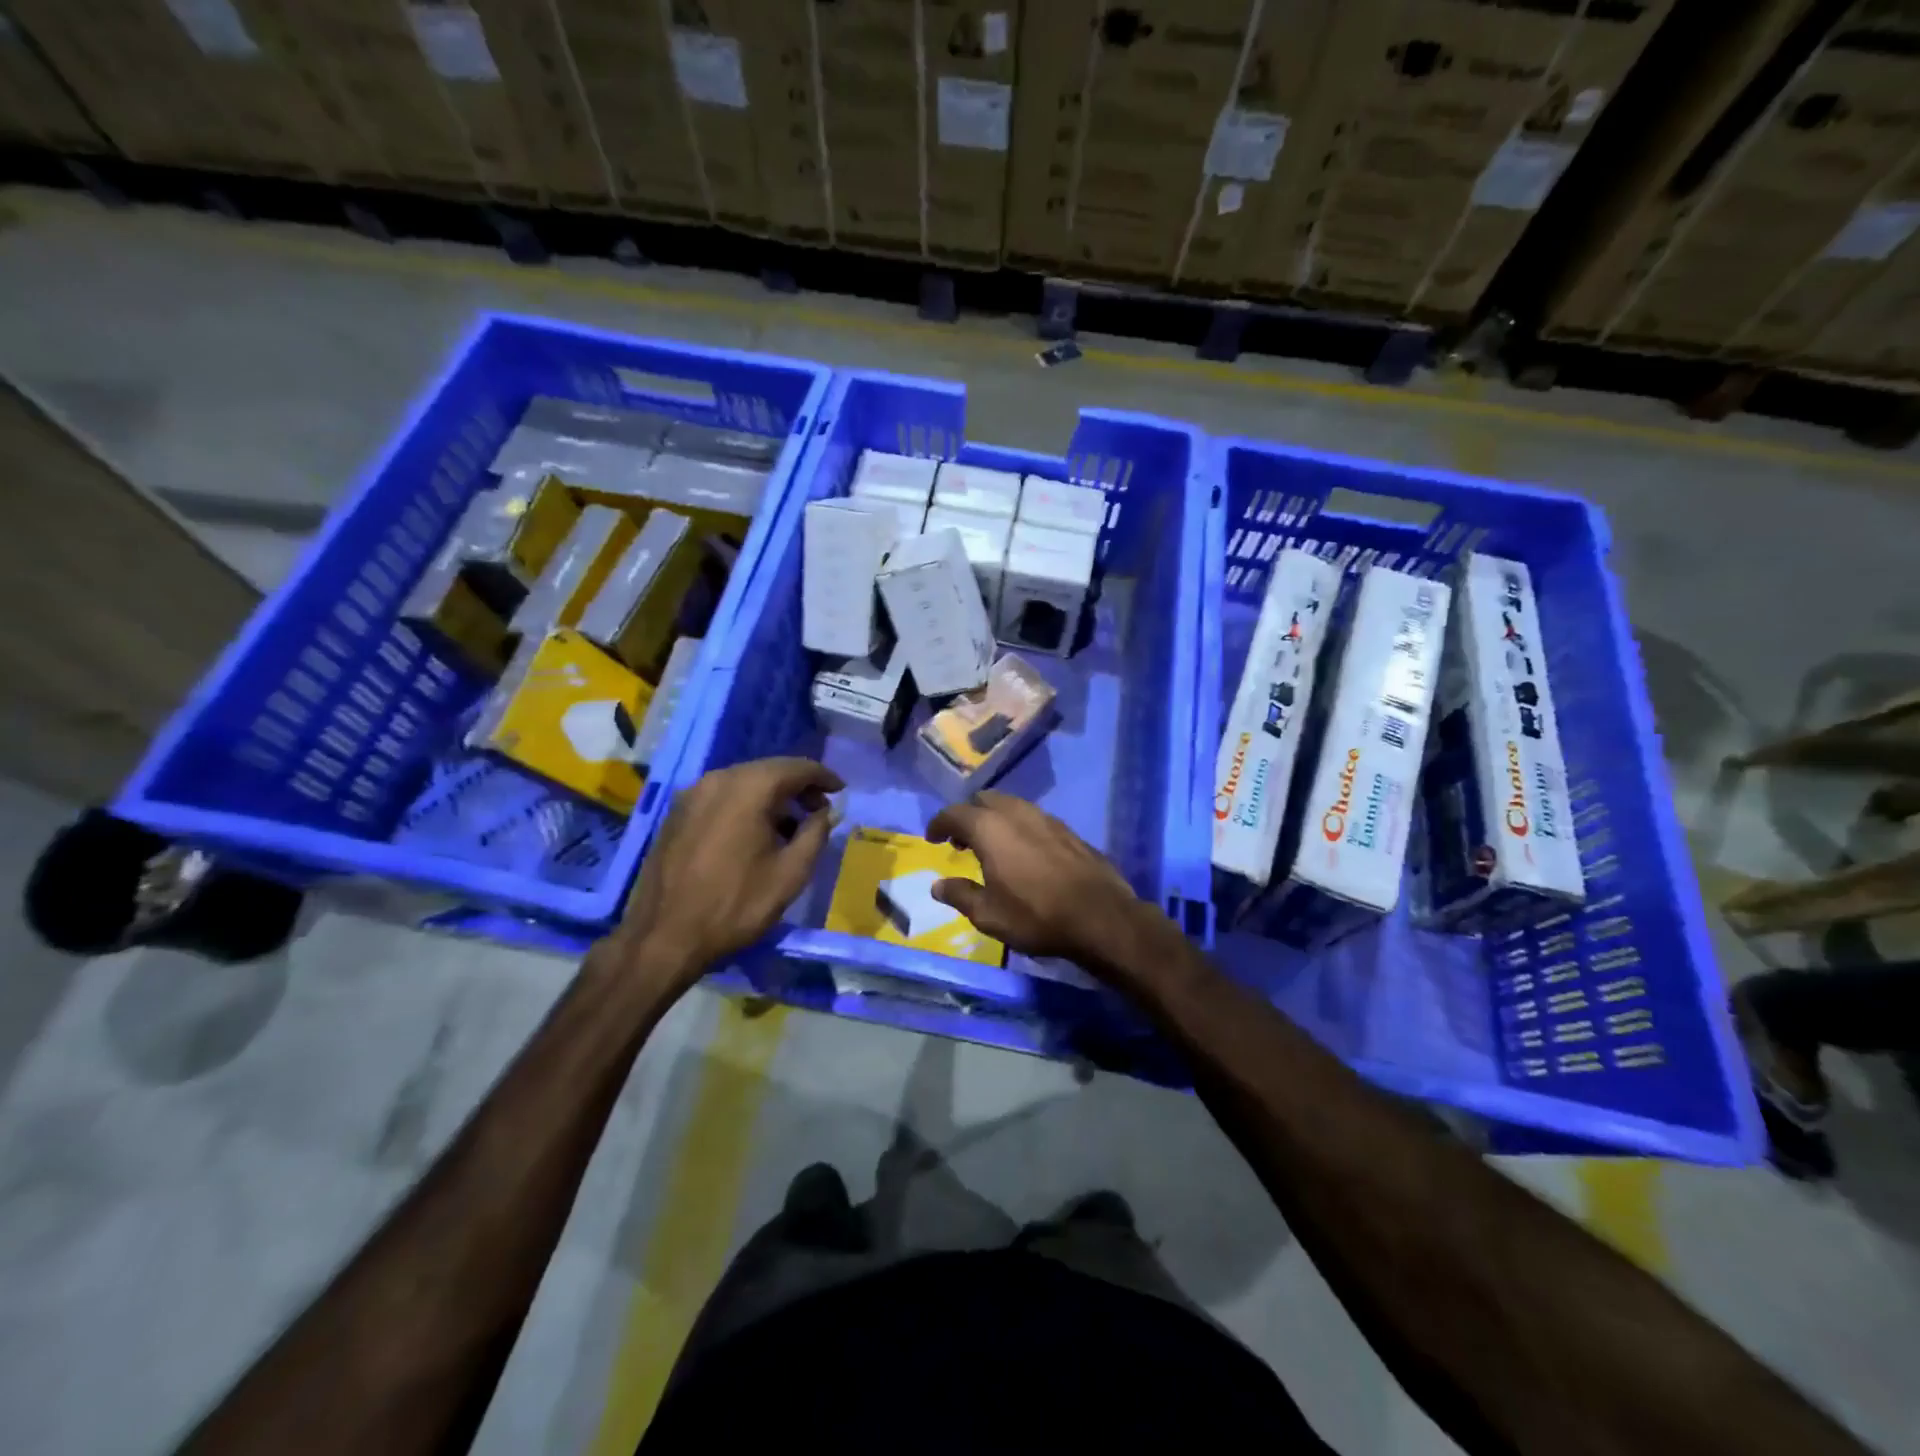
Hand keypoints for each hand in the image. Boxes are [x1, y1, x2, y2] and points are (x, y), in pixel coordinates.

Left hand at [609, 757, 843, 992]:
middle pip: (769, 770)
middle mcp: (718, 779)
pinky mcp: (677, 813)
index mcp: (749, 788)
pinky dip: (746, 804)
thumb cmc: (736, 904)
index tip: (841, 791)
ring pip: (744, 782)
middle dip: (798, 786)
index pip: (797, 767)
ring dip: (772, 796)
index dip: (824, 777)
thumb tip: (827, 812)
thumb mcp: (791, 873)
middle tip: (820, 809)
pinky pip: (722, 796)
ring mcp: (693, 794)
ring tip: (791, 825)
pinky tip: (755, 832)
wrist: (664, 936)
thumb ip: (816, 833)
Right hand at [925, 791, 1143, 963]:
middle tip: (961, 842)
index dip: (939, 824)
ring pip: (1011, 806)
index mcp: (990, 828)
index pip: (954, 813)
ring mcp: (1046, 818)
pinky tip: (1023, 852)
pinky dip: (1019, 827)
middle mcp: (1016, 813)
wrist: (1101, 916)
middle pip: (984, 800)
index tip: (933, 838)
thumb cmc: (1036, 915)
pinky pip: (1033, 818)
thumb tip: (938, 885)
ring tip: (991, 847)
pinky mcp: (1068, 830)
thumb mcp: (989, 915)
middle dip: (968, 816)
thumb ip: (960, 895)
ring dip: (995, 819)